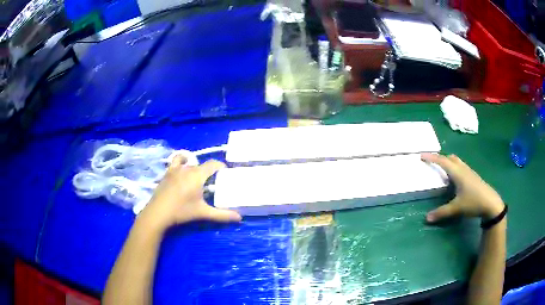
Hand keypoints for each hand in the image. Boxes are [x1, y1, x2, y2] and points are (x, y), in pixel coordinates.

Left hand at [139, 155, 241, 230]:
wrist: (158, 212)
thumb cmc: (182, 211)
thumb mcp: (203, 213)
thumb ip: (222, 215)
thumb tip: (240, 218)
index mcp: (198, 175)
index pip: (213, 164)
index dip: (221, 166)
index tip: (226, 174)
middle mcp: (187, 168)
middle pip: (202, 165)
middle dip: (210, 171)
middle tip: (214, 183)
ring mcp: (175, 169)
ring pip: (190, 163)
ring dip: (196, 167)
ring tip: (198, 177)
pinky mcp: (167, 172)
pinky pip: (176, 161)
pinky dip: (182, 161)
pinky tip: (182, 169)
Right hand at [421, 153, 504, 222]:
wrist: (491, 203)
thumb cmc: (474, 202)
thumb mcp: (457, 208)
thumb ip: (442, 212)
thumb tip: (426, 218)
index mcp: (458, 173)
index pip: (443, 161)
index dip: (432, 158)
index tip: (422, 155)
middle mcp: (463, 169)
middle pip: (451, 158)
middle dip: (441, 158)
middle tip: (433, 163)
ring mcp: (469, 172)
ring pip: (457, 162)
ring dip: (449, 162)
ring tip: (443, 170)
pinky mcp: (473, 176)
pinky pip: (461, 167)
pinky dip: (455, 168)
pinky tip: (455, 179)